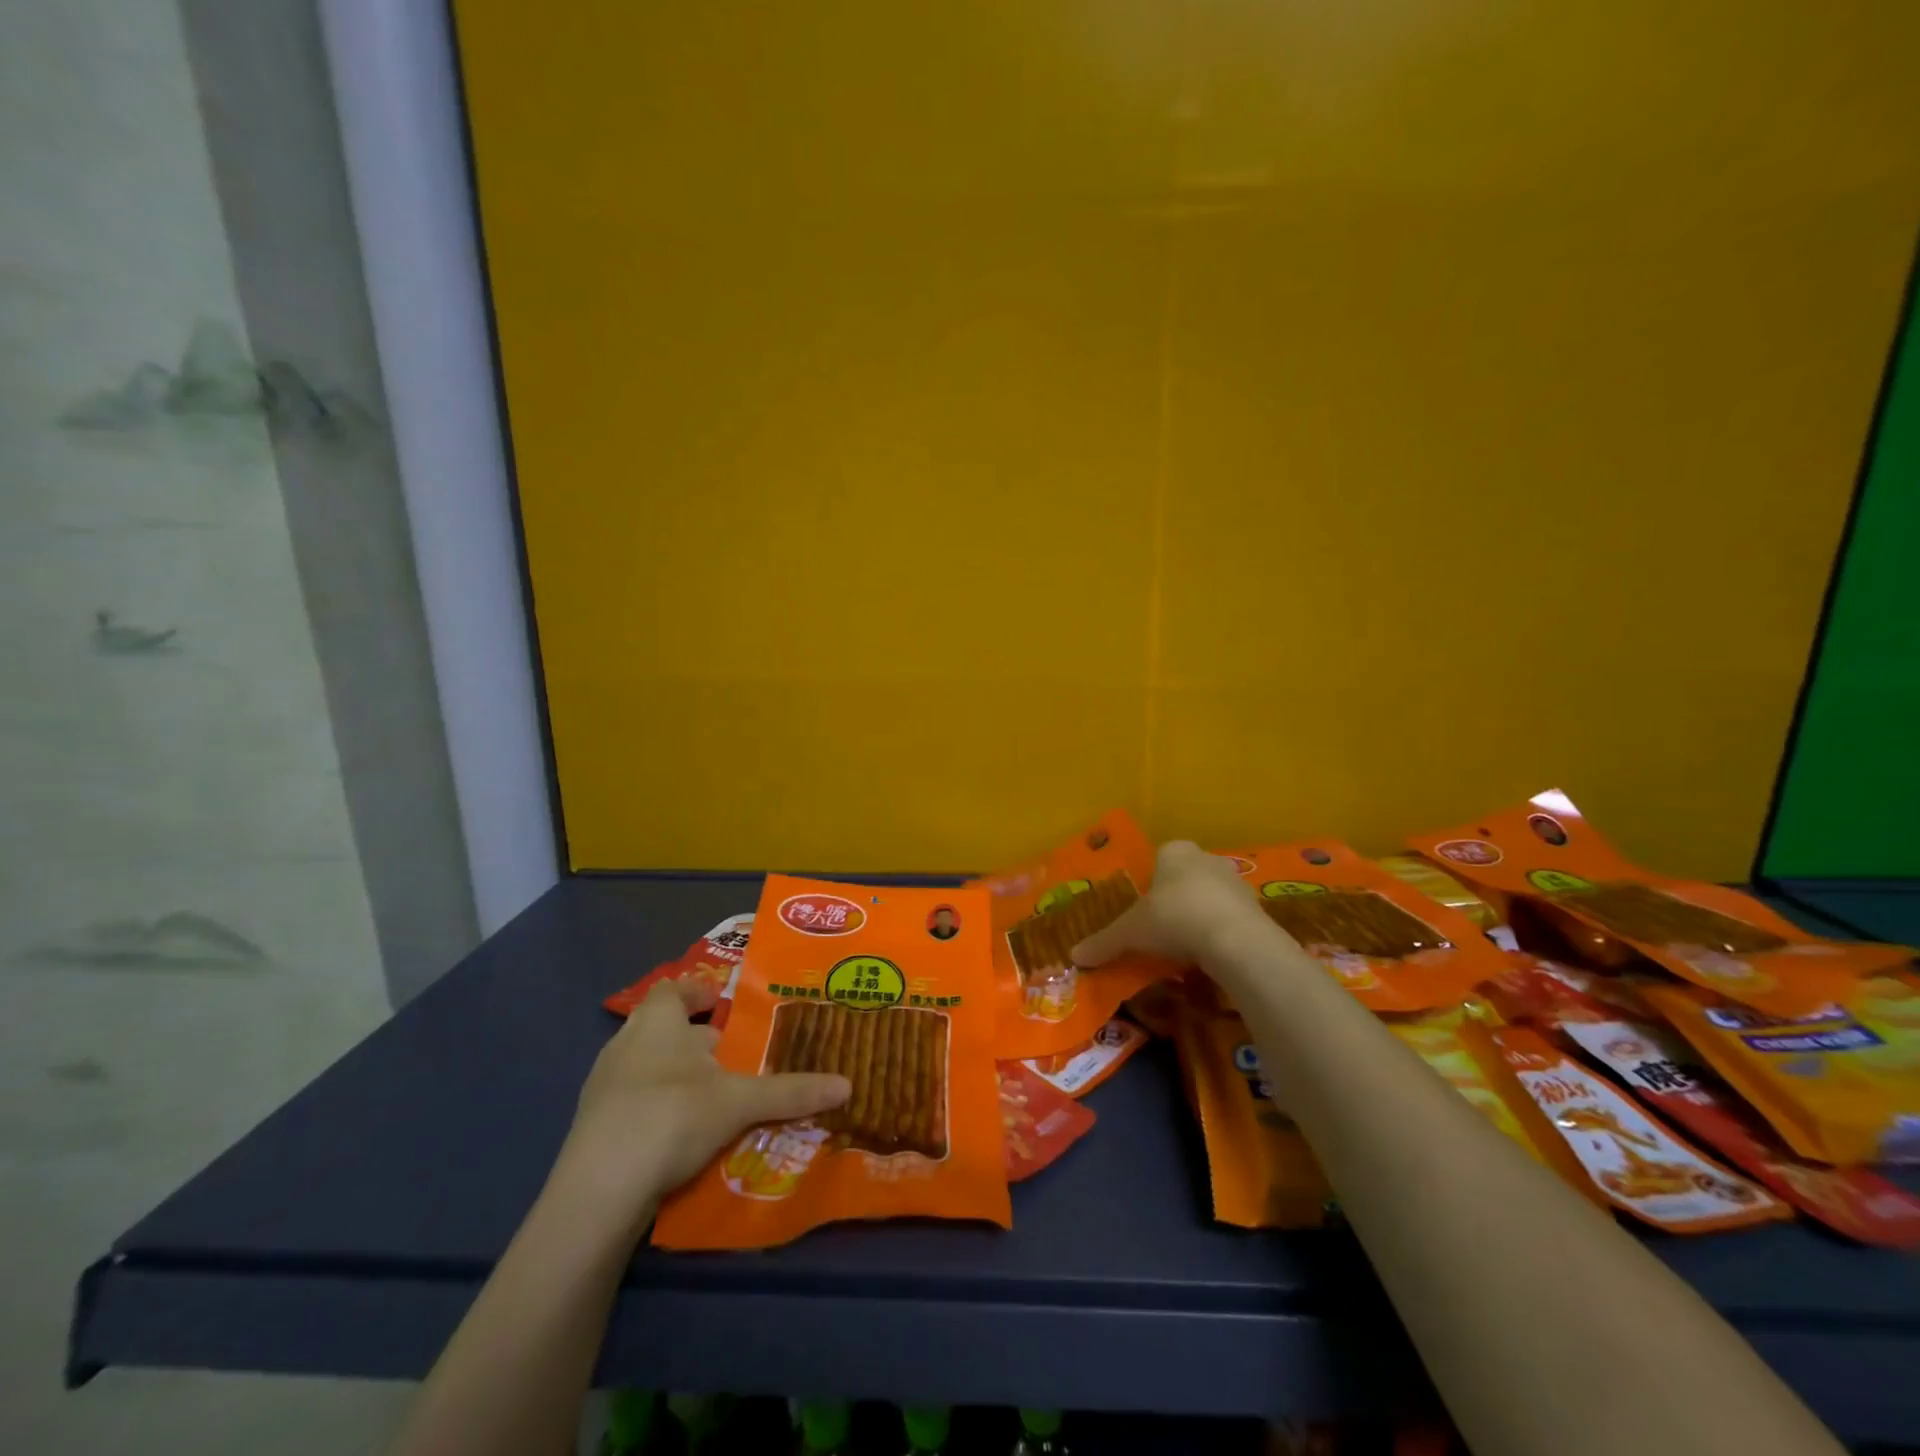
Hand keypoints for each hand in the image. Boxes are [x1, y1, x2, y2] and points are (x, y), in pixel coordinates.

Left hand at [549, 979, 850, 1225]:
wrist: (598, 1192)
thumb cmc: (671, 1117)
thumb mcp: (739, 1102)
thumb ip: (791, 1091)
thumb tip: (847, 1085)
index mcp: (656, 1021)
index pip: (675, 989)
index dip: (700, 993)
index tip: (726, 1006)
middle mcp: (625, 1044)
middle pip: (663, 1028)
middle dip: (697, 1040)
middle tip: (735, 1055)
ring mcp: (604, 1087)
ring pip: (649, 1067)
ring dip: (679, 1076)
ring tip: (716, 1096)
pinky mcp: (595, 1128)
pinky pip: (634, 1103)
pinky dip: (660, 1109)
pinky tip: (685, 1135)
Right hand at [1072, 840, 1269, 968]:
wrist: (1236, 940)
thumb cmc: (1174, 919)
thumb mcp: (1131, 932)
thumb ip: (1104, 942)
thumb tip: (1073, 956)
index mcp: (1175, 851)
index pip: (1159, 857)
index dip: (1150, 882)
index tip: (1144, 908)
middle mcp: (1206, 858)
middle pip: (1185, 876)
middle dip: (1175, 898)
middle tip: (1162, 928)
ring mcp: (1236, 881)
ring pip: (1210, 896)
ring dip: (1200, 915)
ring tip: (1187, 947)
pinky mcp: (1258, 907)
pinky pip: (1231, 917)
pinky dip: (1221, 932)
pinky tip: (1211, 955)